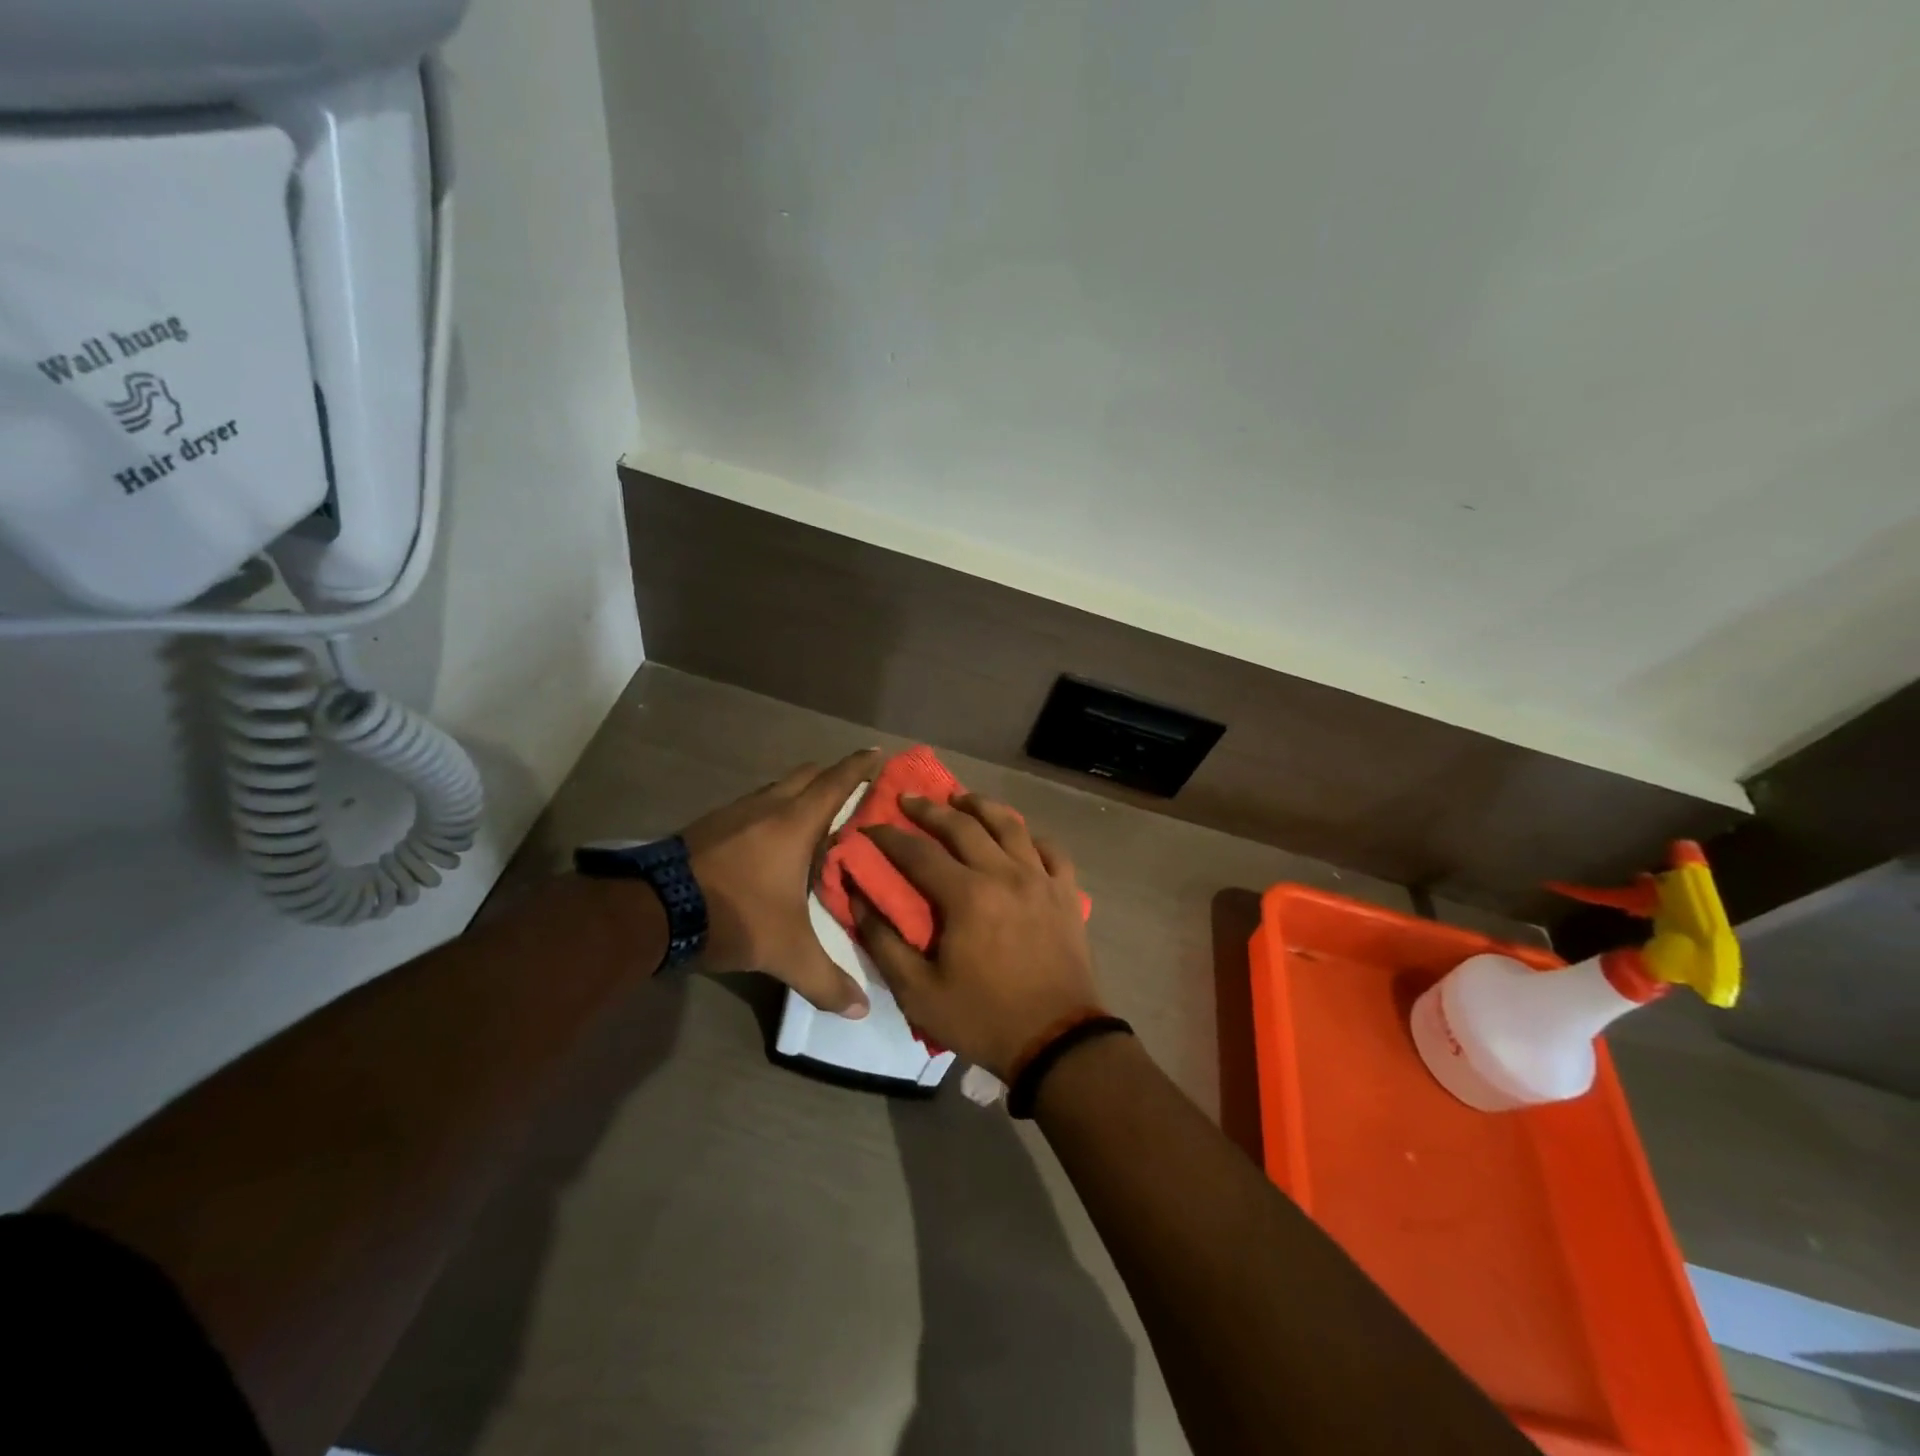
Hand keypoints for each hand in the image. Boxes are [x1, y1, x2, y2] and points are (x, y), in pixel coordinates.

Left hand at [681, 749, 880, 1016]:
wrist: (652, 910)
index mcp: (795, 822)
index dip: (861, 766)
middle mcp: (768, 805)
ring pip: (779, 788)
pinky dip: (773, 812)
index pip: (837, 781)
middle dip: (834, 777)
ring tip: (818, 822)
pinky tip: (772, 843)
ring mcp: (735, 812)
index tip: (881, 754)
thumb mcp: (785, 952)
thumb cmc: (733, 914)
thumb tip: (861, 1009)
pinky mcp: (710, 825)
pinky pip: (755, 806)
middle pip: (808, 774)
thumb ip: (826, 979)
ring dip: (801, 795)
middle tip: (856, 796)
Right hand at [854, 793, 1099, 1078]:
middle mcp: (1005, 874)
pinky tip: (1019, 836)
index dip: (889, 837)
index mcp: (967, 895)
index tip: (869, 826)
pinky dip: (1031, 836)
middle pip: (964, 826)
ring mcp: (1041, 880)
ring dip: (982, 807)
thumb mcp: (918, 992)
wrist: (1057, 1042)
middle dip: (931, 809)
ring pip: (1011, 825)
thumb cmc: (983, 1018)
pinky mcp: (1067, 893)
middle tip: (910, 799)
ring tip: (962, 799)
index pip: (918, 852)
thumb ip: (884, 942)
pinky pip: (1051, 850)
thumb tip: (858, 898)